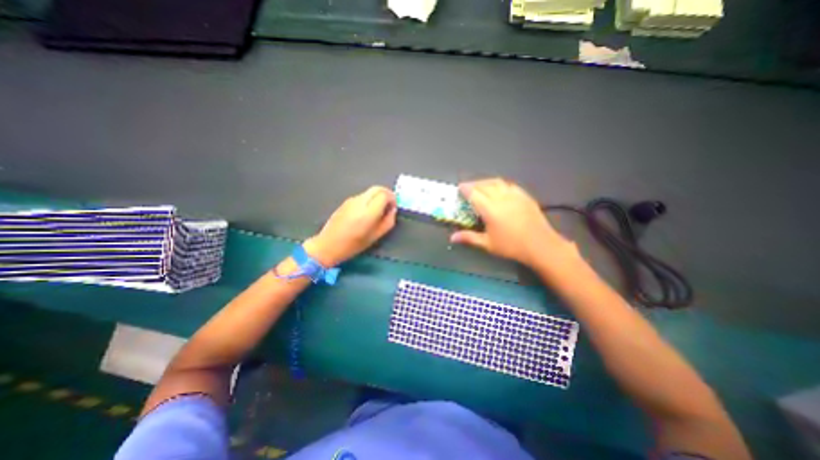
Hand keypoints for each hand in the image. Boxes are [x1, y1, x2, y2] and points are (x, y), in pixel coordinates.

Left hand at [306, 185, 399, 265]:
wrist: (328, 244)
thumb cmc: (353, 245)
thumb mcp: (375, 236)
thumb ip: (388, 221)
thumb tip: (392, 210)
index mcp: (368, 212)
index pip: (384, 194)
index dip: (392, 198)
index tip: (393, 207)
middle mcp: (360, 202)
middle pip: (377, 188)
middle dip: (386, 194)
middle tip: (389, 205)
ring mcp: (351, 200)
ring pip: (369, 191)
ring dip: (377, 197)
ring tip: (378, 210)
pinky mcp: (346, 201)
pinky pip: (362, 196)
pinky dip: (369, 199)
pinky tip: (366, 212)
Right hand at [447, 178, 575, 266]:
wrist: (540, 245)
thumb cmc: (511, 246)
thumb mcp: (488, 244)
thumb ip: (469, 238)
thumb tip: (452, 238)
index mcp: (490, 209)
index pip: (474, 193)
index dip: (465, 189)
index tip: (459, 188)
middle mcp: (501, 198)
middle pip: (484, 185)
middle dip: (474, 184)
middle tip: (467, 188)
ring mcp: (514, 195)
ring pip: (497, 182)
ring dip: (486, 182)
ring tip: (481, 186)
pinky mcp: (524, 196)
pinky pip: (508, 185)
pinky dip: (499, 184)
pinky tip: (499, 189)